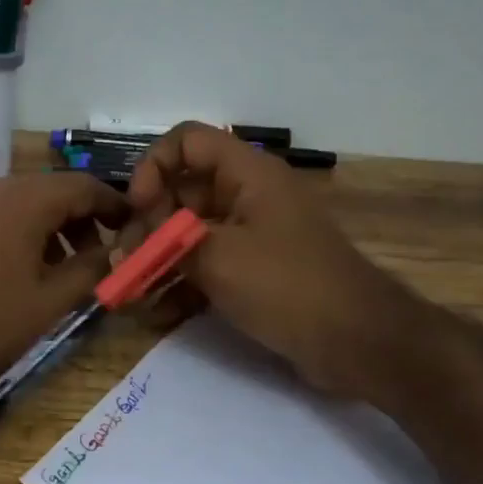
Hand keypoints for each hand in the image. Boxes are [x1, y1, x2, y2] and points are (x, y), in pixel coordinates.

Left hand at [0, 173, 128, 408]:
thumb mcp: (46, 305)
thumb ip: (88, 273)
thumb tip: (113, 253)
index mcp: (24, 199)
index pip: (84, 185)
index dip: (114, 205)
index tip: (134, 228)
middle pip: (51, 193)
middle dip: (82, 223)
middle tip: (98, 261)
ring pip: (21, 207)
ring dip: (50, 233)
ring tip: (60, 276)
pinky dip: (18, 237)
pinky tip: (16, 276)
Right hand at [126, 123, 428, 406]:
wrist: (358, 342)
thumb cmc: (288, 285)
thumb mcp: (218, 258)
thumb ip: (166, 245)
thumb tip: (128, 246)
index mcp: (246, 174)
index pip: (187, 141)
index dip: (153, 166)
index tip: (137, 208)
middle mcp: (247, 196)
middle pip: (182, 191)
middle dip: (147, 225)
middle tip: (124, 262)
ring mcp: (251, 236)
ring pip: (189, 234)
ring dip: (157, 260)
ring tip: (129, 293)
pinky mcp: (253, 273)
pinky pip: (206, 268)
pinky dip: (181, 286)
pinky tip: (155, 315)